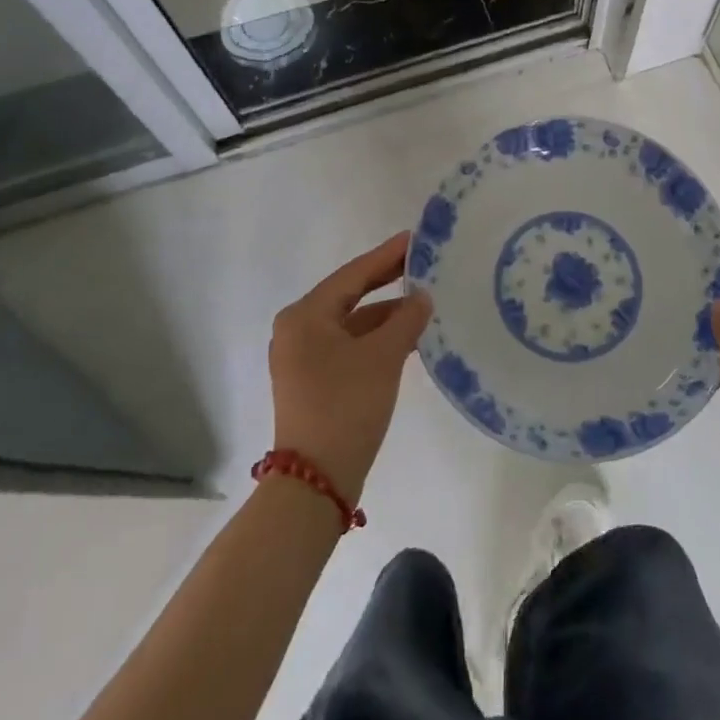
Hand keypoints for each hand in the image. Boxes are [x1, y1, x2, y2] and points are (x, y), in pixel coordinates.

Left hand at [268, 233, 431, 501]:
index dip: (386, 256)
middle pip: (349, 295)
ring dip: (385, 314)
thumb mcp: (383, 357)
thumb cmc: (346, 405)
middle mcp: (297, 330)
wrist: (316, 481)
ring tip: (423, 301)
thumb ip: (406, 319)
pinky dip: (375, 338)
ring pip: (351, 323)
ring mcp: (302, 358)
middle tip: (421, 263)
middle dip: (385, 281)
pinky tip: (405, 336)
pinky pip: (348, 345)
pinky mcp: (312, 381)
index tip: (415, 239)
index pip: (353, 275)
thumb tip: (421, 297)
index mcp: (305, 315)